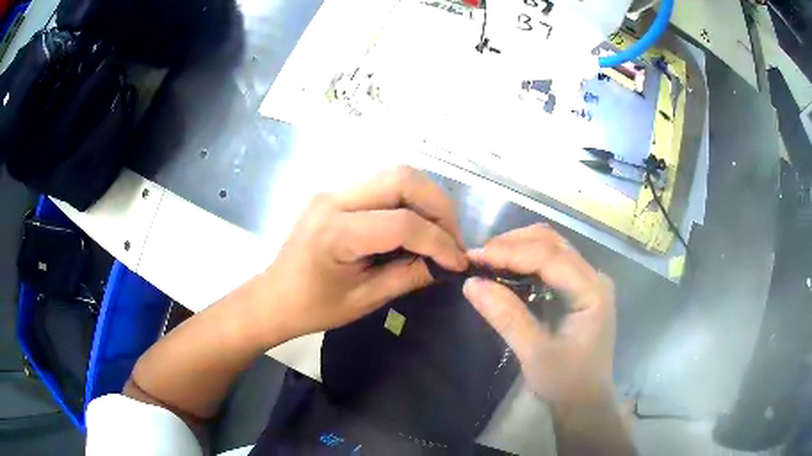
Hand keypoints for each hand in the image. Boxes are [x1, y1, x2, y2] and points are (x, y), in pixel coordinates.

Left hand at [249, 166, 467, 344]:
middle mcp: (334, 198)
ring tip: (439, 230)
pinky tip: (416, 223)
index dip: (439, 241)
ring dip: (426, 198)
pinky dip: (409, 199)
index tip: (458, 262)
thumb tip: (448, 263)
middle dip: (439, 206)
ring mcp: (334, 189)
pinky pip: (383, 183)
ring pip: (396, 174)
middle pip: (402, 178)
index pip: (403, 223)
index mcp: (336, 232)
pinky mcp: (337, 191)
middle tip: (453, 238)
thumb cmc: (314, 306)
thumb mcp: (365, 299)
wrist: (274, 296)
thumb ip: (409, 276)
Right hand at [462, 224, 615, 406]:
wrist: (585, 401)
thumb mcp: (534, 354)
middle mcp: (594, 277)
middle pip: (553, 243)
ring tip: (487, 261)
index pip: (550, 257)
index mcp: (592, 291)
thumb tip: (471, 284)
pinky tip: (506, 270)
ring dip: (518, 248)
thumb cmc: (566, 382)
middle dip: (513, 244)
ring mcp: (589, 281)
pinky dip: (526, 260)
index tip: (474, 257)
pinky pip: (552, 262)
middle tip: (478, 258)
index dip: (510, 252)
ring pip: (552, 247)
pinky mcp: (579, 289)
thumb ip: (506, 317)